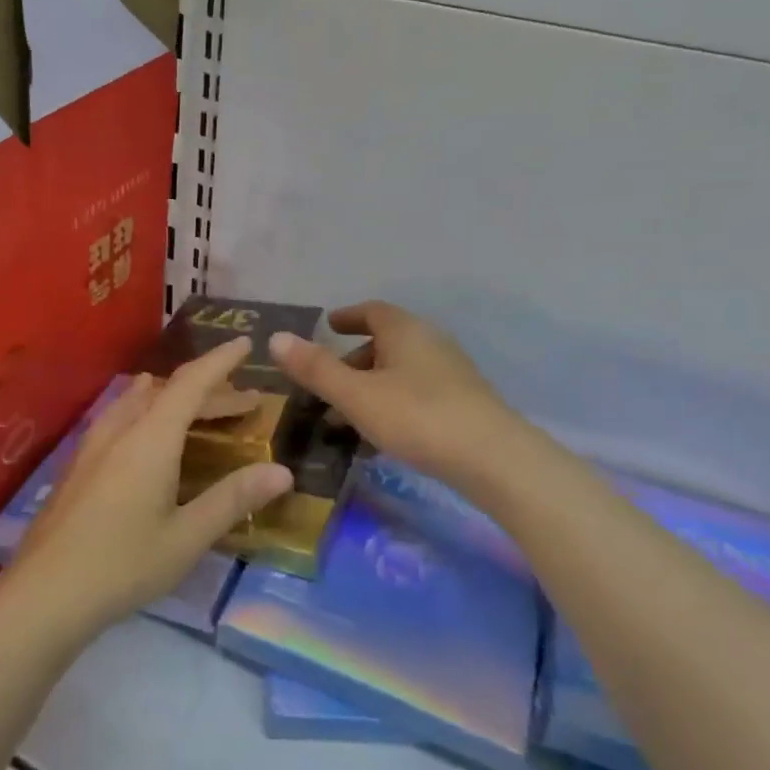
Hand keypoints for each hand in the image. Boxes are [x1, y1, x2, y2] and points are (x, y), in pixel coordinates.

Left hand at [4, 337, 294, 640]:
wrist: (44, 593)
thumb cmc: (123, 565)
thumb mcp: (187, 537)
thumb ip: (233, 499)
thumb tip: (282, 471)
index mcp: (150, 439)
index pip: (191, 383)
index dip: (220, 361)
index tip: (244, 342)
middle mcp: (120, 430)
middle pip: (168, 392)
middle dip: (209, 389)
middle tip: (244, 402)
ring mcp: (93, 445)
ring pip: (139, 402)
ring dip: (175, 400)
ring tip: (198, 410)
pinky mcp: (78, 464)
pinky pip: (121, 418)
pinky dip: (149, 413)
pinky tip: (149, 438)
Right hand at [270, 301, 524, 496]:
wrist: (493, 458)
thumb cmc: (417, 416)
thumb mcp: (356, 395)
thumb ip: (316, 368)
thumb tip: (276, 338)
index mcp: (405, 331)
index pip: (373, 311)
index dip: (348, 316)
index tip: (328, 326)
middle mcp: (430, 342)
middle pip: (386, 342)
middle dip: (353, 360)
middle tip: (327, 384)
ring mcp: (451, 372)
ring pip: (401, 371)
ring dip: (371, 387)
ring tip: (347, 418)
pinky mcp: (464, 402)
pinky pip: (417, 392)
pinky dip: (392, 403)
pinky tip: (382, 437)